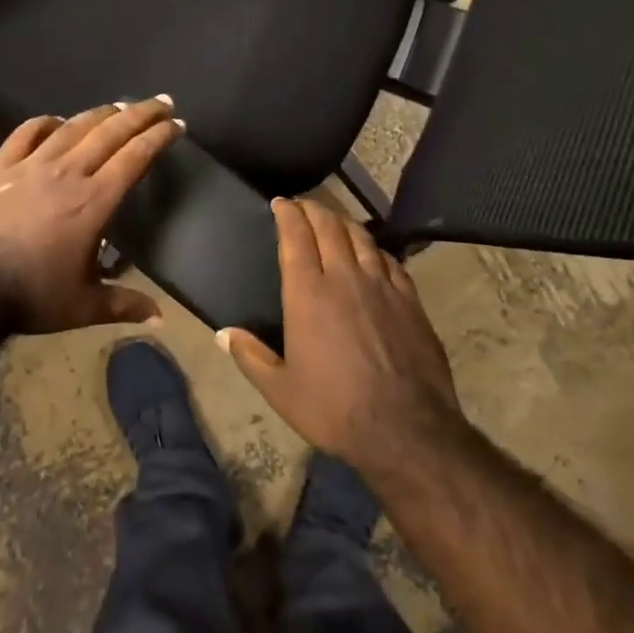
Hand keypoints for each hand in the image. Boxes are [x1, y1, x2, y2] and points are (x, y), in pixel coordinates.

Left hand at [0, 98, 182, 333]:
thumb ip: (124, 305)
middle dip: (140, 114)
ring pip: (72, 128)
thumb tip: (161, 319)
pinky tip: (56, 120)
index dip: (158, 137)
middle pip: (110, 132)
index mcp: (94, 202)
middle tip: (161, 101)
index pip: (135, 158)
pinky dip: (44, 123)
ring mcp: (30, 167)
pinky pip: (25, 134)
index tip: (177, 123)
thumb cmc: (30, 297)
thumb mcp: (84, 306)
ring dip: (100, 113)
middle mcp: (67, 174)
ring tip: (119, 105)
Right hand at [218, 198, 465, 476]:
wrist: (405, 429)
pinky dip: (375, 249)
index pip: (296, 237)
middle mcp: (345, 278)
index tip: (280, 203)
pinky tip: (372, 254)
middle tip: (303, 205)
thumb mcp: (280, 390)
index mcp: (308, 293)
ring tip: (334, 220)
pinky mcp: (411, 300)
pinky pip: (390, 261)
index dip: (287, 214)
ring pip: (362, 238)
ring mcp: (382, 286)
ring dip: (344, 222)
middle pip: (330, 227)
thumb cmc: (334, 408)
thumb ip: (250, 356)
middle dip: (314, 209)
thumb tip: (223, 334)